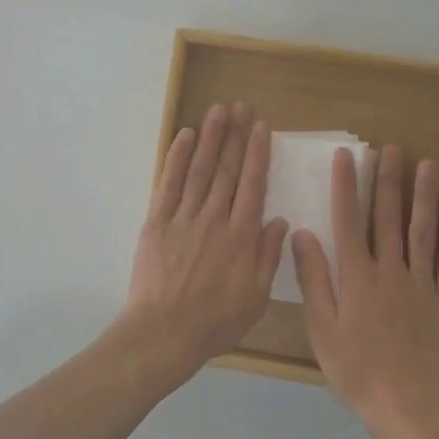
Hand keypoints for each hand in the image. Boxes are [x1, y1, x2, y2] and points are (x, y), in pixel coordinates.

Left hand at [119, 103, 289, 378]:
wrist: (165, 332)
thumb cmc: (216, 321)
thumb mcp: (256, 297)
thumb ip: (268, 256)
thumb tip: (280, 220)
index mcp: (242, 236)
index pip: (253, 185)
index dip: (257, 154)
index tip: (261, 127)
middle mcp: (215, 218)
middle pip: (227, 169)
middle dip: (235, 135)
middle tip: (240, 107)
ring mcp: (184, 217)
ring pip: (200, 169)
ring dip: (210, 137)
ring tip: (217, 111)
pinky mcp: (158, 221)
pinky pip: (169, 183)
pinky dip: (177, 158)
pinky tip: (185, 136)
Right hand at [292, 145, 438, 434]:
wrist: (407, 408)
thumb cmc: (355, 369)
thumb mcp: (321, 327)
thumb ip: (313, 278)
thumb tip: (301, 233)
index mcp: (357, 276)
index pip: (348, 220)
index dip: (346, 185)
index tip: (345, 156)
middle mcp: (390, 270)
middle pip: (389, 217)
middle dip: (389, 180)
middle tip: (391, 148)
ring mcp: (422, 284)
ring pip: (423, 231)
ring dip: (424, 195)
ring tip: (427, 164)